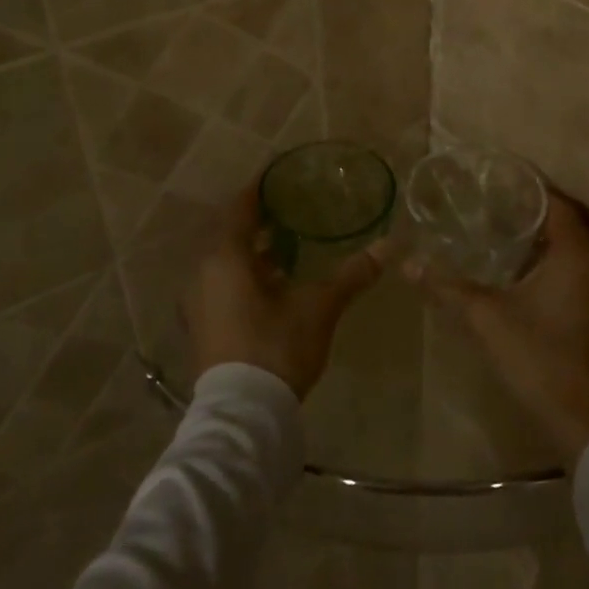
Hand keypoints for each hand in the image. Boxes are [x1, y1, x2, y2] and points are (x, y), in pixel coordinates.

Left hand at [184, 186, 384, 398]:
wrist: (242, 414)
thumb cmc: (277, 347)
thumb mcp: (320, 307)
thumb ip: (352, 274)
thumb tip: (389, 246)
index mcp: (226, 256)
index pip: (241, 206)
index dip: (261, 187)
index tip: (281, 174)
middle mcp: (204, 270)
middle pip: (231, 231)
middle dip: (258, 218)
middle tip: (290, 207)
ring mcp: (198, 299)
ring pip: (225, 259)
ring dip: (252, 248)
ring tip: (286, 243)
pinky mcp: (202, 322)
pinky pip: (221, 281)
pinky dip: (244, 272)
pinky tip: (273, 282)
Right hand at [407, 190, 588, 462]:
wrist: (585, 420)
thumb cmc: (538, 356)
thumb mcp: (486, 318)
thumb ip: (448, 287)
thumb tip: (408, 265)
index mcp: (579, 255)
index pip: (559, 204)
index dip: (532, 189)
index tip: (502, 181)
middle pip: (574, 222)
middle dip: (541, 211)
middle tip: (502, 206)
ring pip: (582, 248)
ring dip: (552, 238)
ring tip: (510, 235)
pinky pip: (586, 269)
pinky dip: (562, 261)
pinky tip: (529, 275)